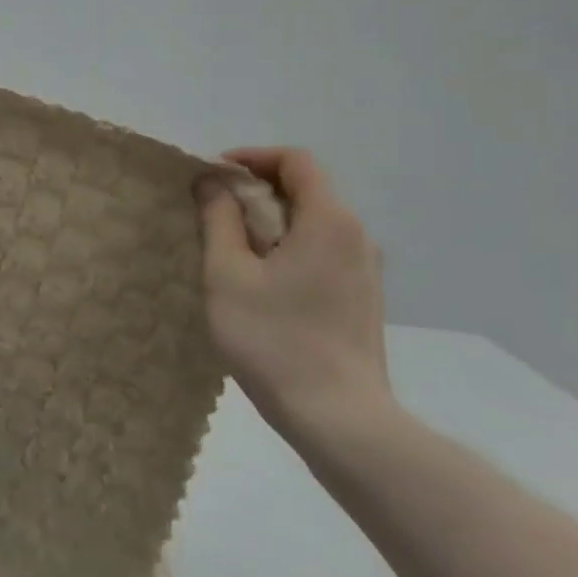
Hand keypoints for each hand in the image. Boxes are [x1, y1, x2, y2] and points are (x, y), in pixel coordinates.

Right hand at [196, 148, 395, 445]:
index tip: (214, 176)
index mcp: (329, 221)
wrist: (338, 418)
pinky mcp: (361, 298)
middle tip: (213, 214)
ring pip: (312, 223)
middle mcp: (356, 237)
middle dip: (255, 191)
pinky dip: (287, 247)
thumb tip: (213, 182)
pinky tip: (259, 281)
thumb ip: (219, 220)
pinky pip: (321, 251)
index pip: (296, 161)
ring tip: (230, 249)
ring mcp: (364, 270)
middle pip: (306, 189)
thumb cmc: (274, 339)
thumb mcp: (228, 274)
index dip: (252, 158)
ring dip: (269, 221)